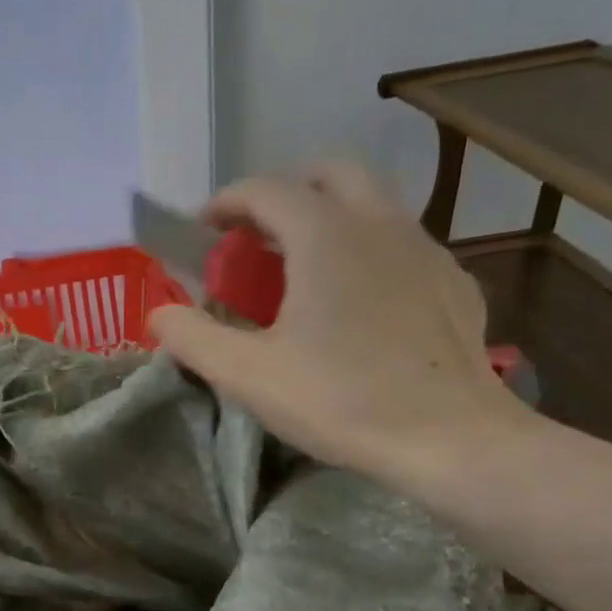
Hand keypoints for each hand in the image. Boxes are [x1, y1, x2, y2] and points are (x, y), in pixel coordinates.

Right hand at [147, 161, 532, 483]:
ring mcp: (425, 249)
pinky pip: (402, 245)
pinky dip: (369, 252)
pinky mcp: (453, 282)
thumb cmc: (340, 400)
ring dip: (329, 218)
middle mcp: (379, 223)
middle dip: (285, 192)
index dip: (226, 203)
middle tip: (257, 237)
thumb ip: (194, 338)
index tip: (203, 231)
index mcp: (325, 235)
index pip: (265, 189)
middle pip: (329, 173)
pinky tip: (360, 304)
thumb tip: (158, 315)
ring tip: (303, 272)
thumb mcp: (248, 376)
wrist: (448, 437)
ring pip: (372, 204)